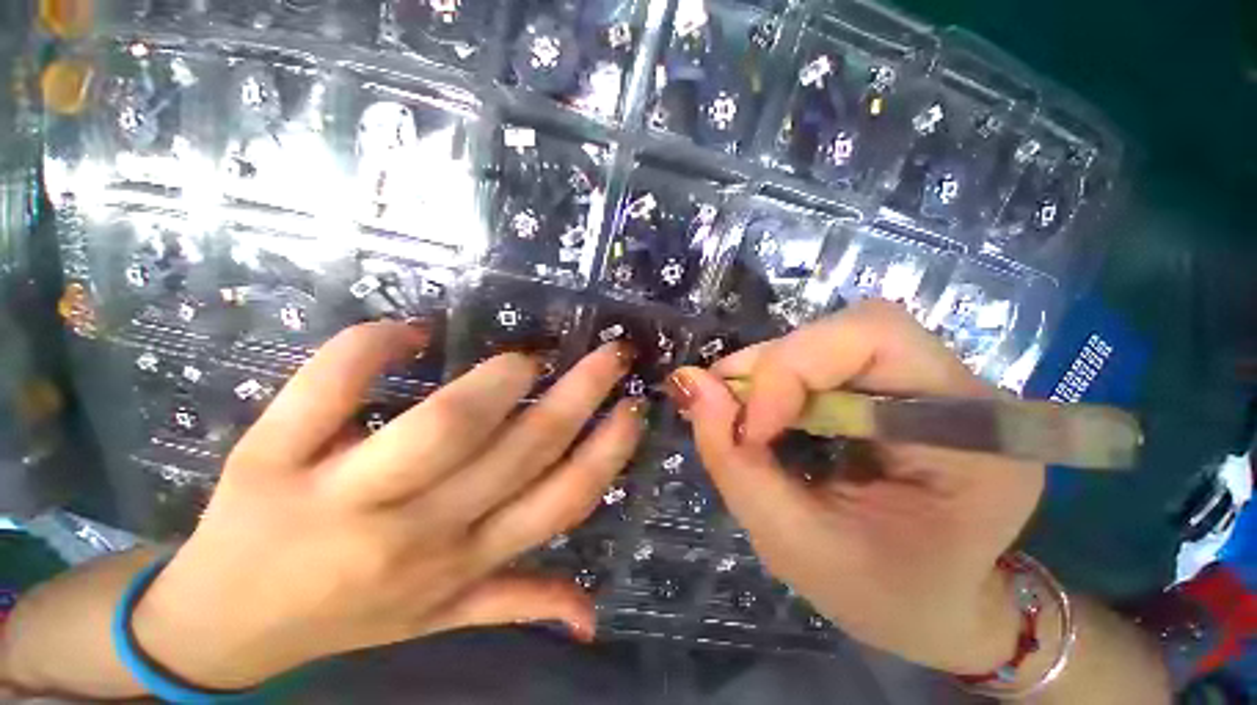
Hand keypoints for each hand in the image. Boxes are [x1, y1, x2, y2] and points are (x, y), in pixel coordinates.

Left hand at [133, 322, 645, 689]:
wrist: (219, 626)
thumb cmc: (342, 616)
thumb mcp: (439, 622)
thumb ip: (516, 604)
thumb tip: (592, 618)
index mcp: (460, 562)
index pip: (560, 501)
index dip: (607, 451)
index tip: (632, 405)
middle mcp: (416, 533)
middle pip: (519, 449)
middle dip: (581, 391)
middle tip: (611, 352)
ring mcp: (339, 497)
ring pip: (442, 427)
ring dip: (499, 381)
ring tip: (527, 356)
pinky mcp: (269, 458)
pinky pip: (330, 388)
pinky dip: (373, 347)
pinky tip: (409, 330)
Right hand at [669, 301, 1043, 673]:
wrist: (937, 605)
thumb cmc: (881, 596)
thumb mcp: (793, 545)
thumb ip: (733, 460)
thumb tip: (688, 382)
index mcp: (973, 439)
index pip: (876, 337)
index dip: (793, 368)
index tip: (750, 429)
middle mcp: (962, 393)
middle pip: (848, 331)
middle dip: (772, 367)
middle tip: (723, 409)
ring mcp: (933, 385)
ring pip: (829, 340)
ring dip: (768, 372)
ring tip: (739, 417)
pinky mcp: (898, 387)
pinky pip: (824, 360)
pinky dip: (778, 381)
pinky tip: (763, 414)